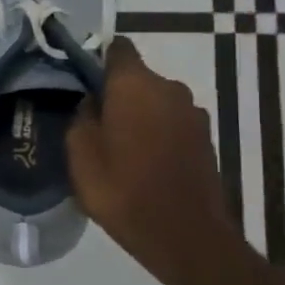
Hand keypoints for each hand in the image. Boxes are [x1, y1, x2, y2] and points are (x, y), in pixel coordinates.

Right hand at [68, 38, 242, 284]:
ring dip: (137, 116)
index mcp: (135, 84)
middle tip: (92, 121)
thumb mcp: (80, 153)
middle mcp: (170, 89)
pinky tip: (140, 162)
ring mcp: (193, 115)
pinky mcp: (205, 140)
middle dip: (115, 93)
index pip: (117, 48)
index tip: (79, 79)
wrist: (185, 236)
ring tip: (116, 146)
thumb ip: (81, 116)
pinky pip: (171, 125)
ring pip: (155, 103)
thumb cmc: (123, 189)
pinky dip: (156, 135)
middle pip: (136, 78)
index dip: (96, 58)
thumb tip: (90, 102)